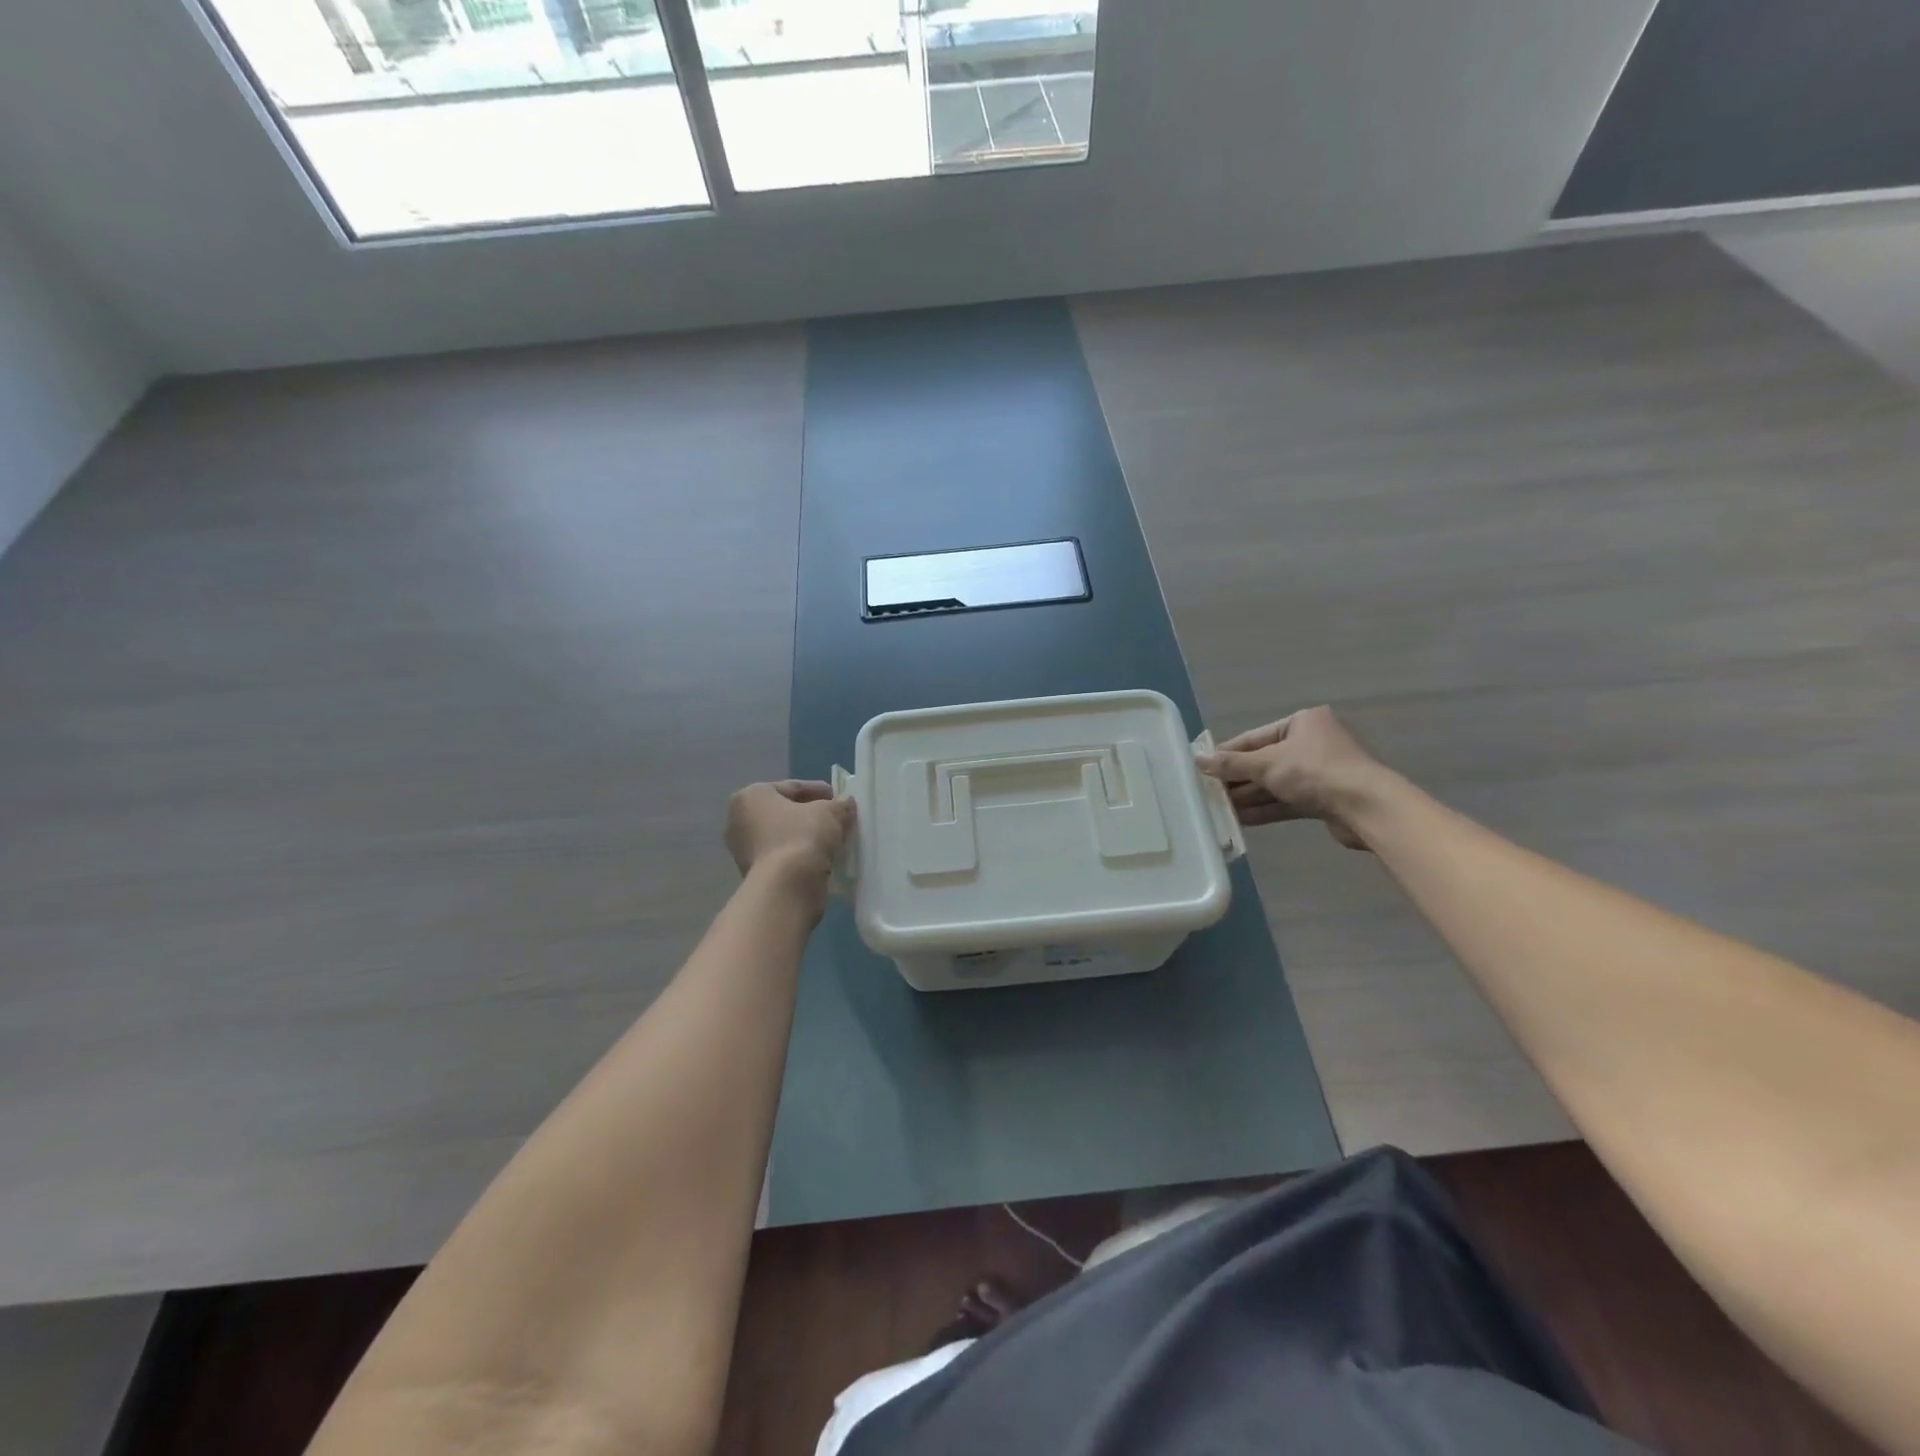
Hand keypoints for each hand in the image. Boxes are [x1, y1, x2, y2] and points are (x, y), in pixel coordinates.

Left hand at [725, 780, 854, 900]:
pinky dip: (800, 853)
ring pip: (782, 835)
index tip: (838, 797)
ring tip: (833, 838)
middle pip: (784, 811)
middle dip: (810, 813)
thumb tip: (846, 803)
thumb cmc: (802, 836)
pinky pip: (782, 855)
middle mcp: (739, 820)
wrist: (786, 887)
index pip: (791, 787)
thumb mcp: (830, 812)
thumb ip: (840, 804)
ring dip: (806, 835)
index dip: (818, 790)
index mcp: (751, 796)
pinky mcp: (753, 873)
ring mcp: (743, 850)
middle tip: (836, 817)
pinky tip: (821, 856)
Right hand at [1198, 706, 1390, 850]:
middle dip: (1237, 779)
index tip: (1202, 767)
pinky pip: (1286, 801)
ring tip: (1218, 809)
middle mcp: (1311, 744)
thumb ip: (1231, 764)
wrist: (1366, 807)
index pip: (1254, 738)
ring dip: (1248, 797)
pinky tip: (1240, 819)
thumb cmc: (1315, 772)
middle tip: (1207, 792)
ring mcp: (1319, 772)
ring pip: (1274, 784)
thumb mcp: (1267, 764)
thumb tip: (1197, 759)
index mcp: (1302, 723)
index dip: (1227, 753)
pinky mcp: (1323, 799)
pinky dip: (1265, 808)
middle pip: (1264, 762)